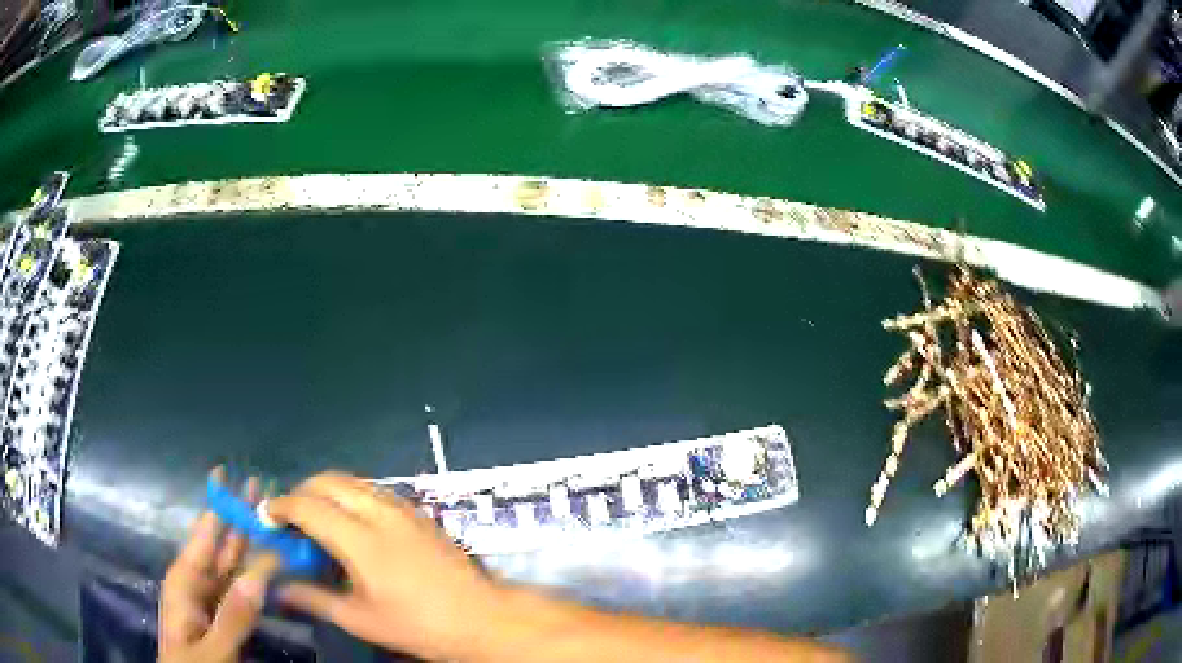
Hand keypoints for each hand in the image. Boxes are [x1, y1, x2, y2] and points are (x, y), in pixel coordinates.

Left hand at [159, 469, 280, 662]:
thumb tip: (259, 574)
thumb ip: (234, 616)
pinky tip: (270, 565)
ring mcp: (210, 600)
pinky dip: (255, 574)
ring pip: (232, 564)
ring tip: (268, 519)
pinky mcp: (222, 615)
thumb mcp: (212, 649)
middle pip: (219, 542)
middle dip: (237, 516)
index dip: (215, 503)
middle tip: (260, 488)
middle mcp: (196, 582)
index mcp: (185, 581)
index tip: (227, 472)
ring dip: (249, 542)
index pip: (202, 534)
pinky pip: (240, 589)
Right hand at [266, 472, 504, 659]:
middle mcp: (379, 512)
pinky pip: (374, 490)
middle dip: (301, 492)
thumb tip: (279, 588)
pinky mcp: (419, 512)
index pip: (307, 505)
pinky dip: (351, 495)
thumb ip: (314, 599)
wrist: (482, 618)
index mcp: (360, 539)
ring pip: (352, 481)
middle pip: (327, 481)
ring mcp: (403, 508)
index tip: (266, 518)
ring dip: (326, 490)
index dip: (281, 507)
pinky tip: (352, 522)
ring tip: (317, 519)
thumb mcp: (360, 619)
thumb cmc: (419, 625)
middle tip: (290, 519)